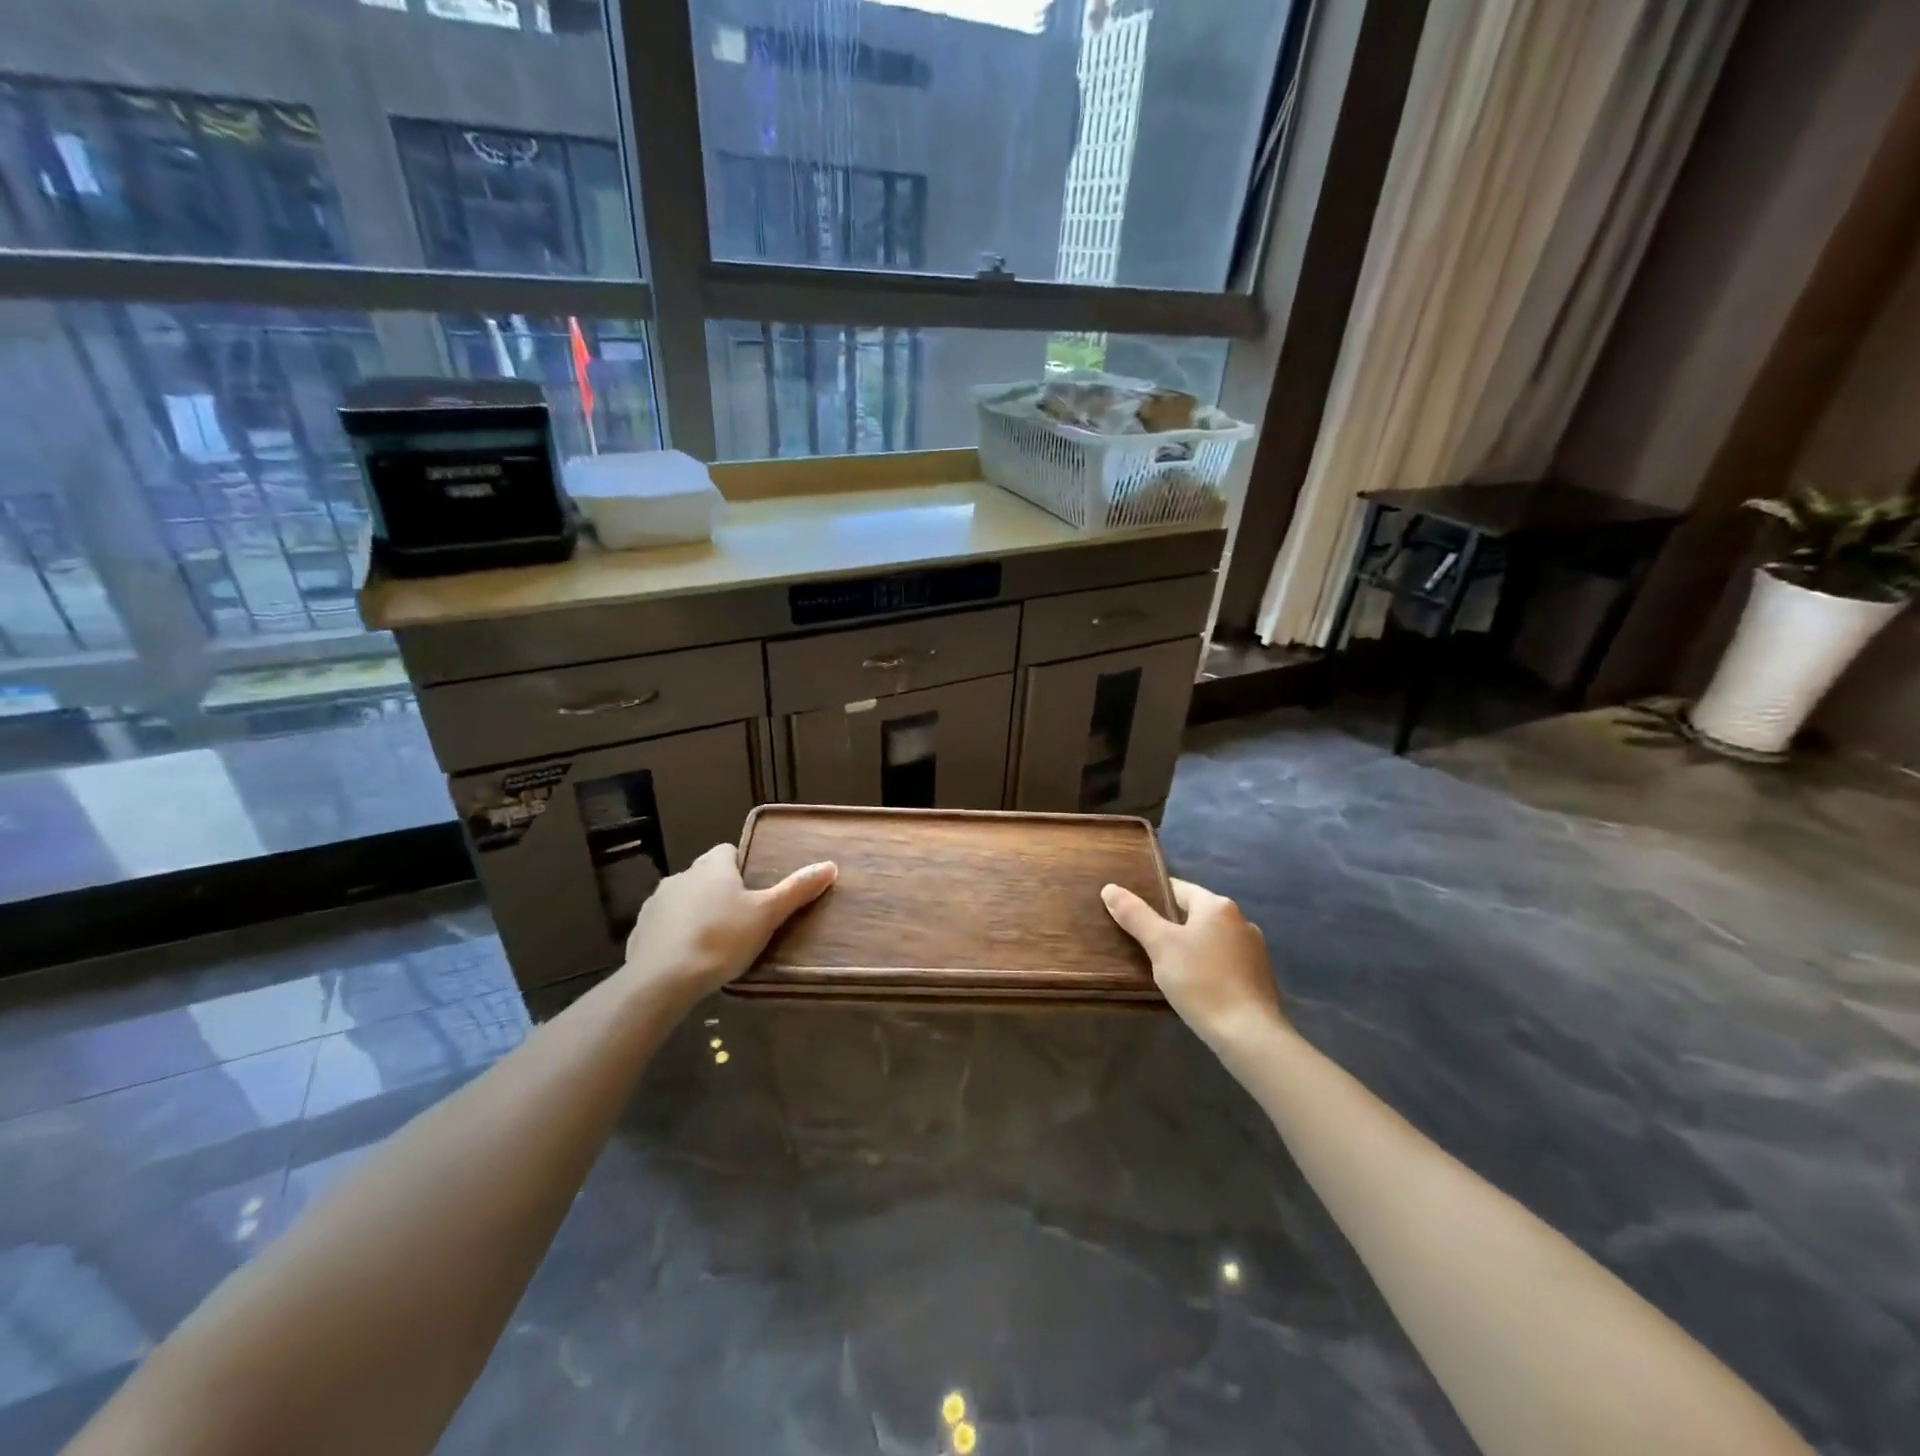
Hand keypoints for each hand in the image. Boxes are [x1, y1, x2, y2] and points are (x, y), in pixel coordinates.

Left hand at [620, 844, 835, 1005]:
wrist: (661, 980)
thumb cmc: (721, 939)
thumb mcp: (767, 915)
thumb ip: (797, 889)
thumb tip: (829, 865)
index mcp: (712, 866)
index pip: (728, 851)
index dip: (743, 867)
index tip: (756, 891)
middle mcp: (681, 875)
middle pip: (706, 876)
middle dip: (721, 892)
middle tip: (742, 920)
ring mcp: (656, 903)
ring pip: (684, 900)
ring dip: (697, 913)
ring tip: (715, 942)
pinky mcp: (639, 931)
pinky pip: (665, 926)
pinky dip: (676, 935)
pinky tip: (688, 958)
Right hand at [1102, 877, 1284, 1051]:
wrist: (1249, 1035)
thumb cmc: (1201, 981)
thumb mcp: (1160, 945)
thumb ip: (1135, 915)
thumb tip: (1110, 888)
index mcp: (1218, 906)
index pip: (1177, 889)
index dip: (1152, 896)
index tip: (1131, 912)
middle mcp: (1241, 920)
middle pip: (1195, 914)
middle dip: (1170, 925)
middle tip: (1143, 942)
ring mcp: (1255, 950)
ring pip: (1210, 939)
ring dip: (1190, 947)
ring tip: (1165, 966)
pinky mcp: (1260, 977)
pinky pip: (1224, 961)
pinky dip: (1207, 966)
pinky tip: (1194, 986)